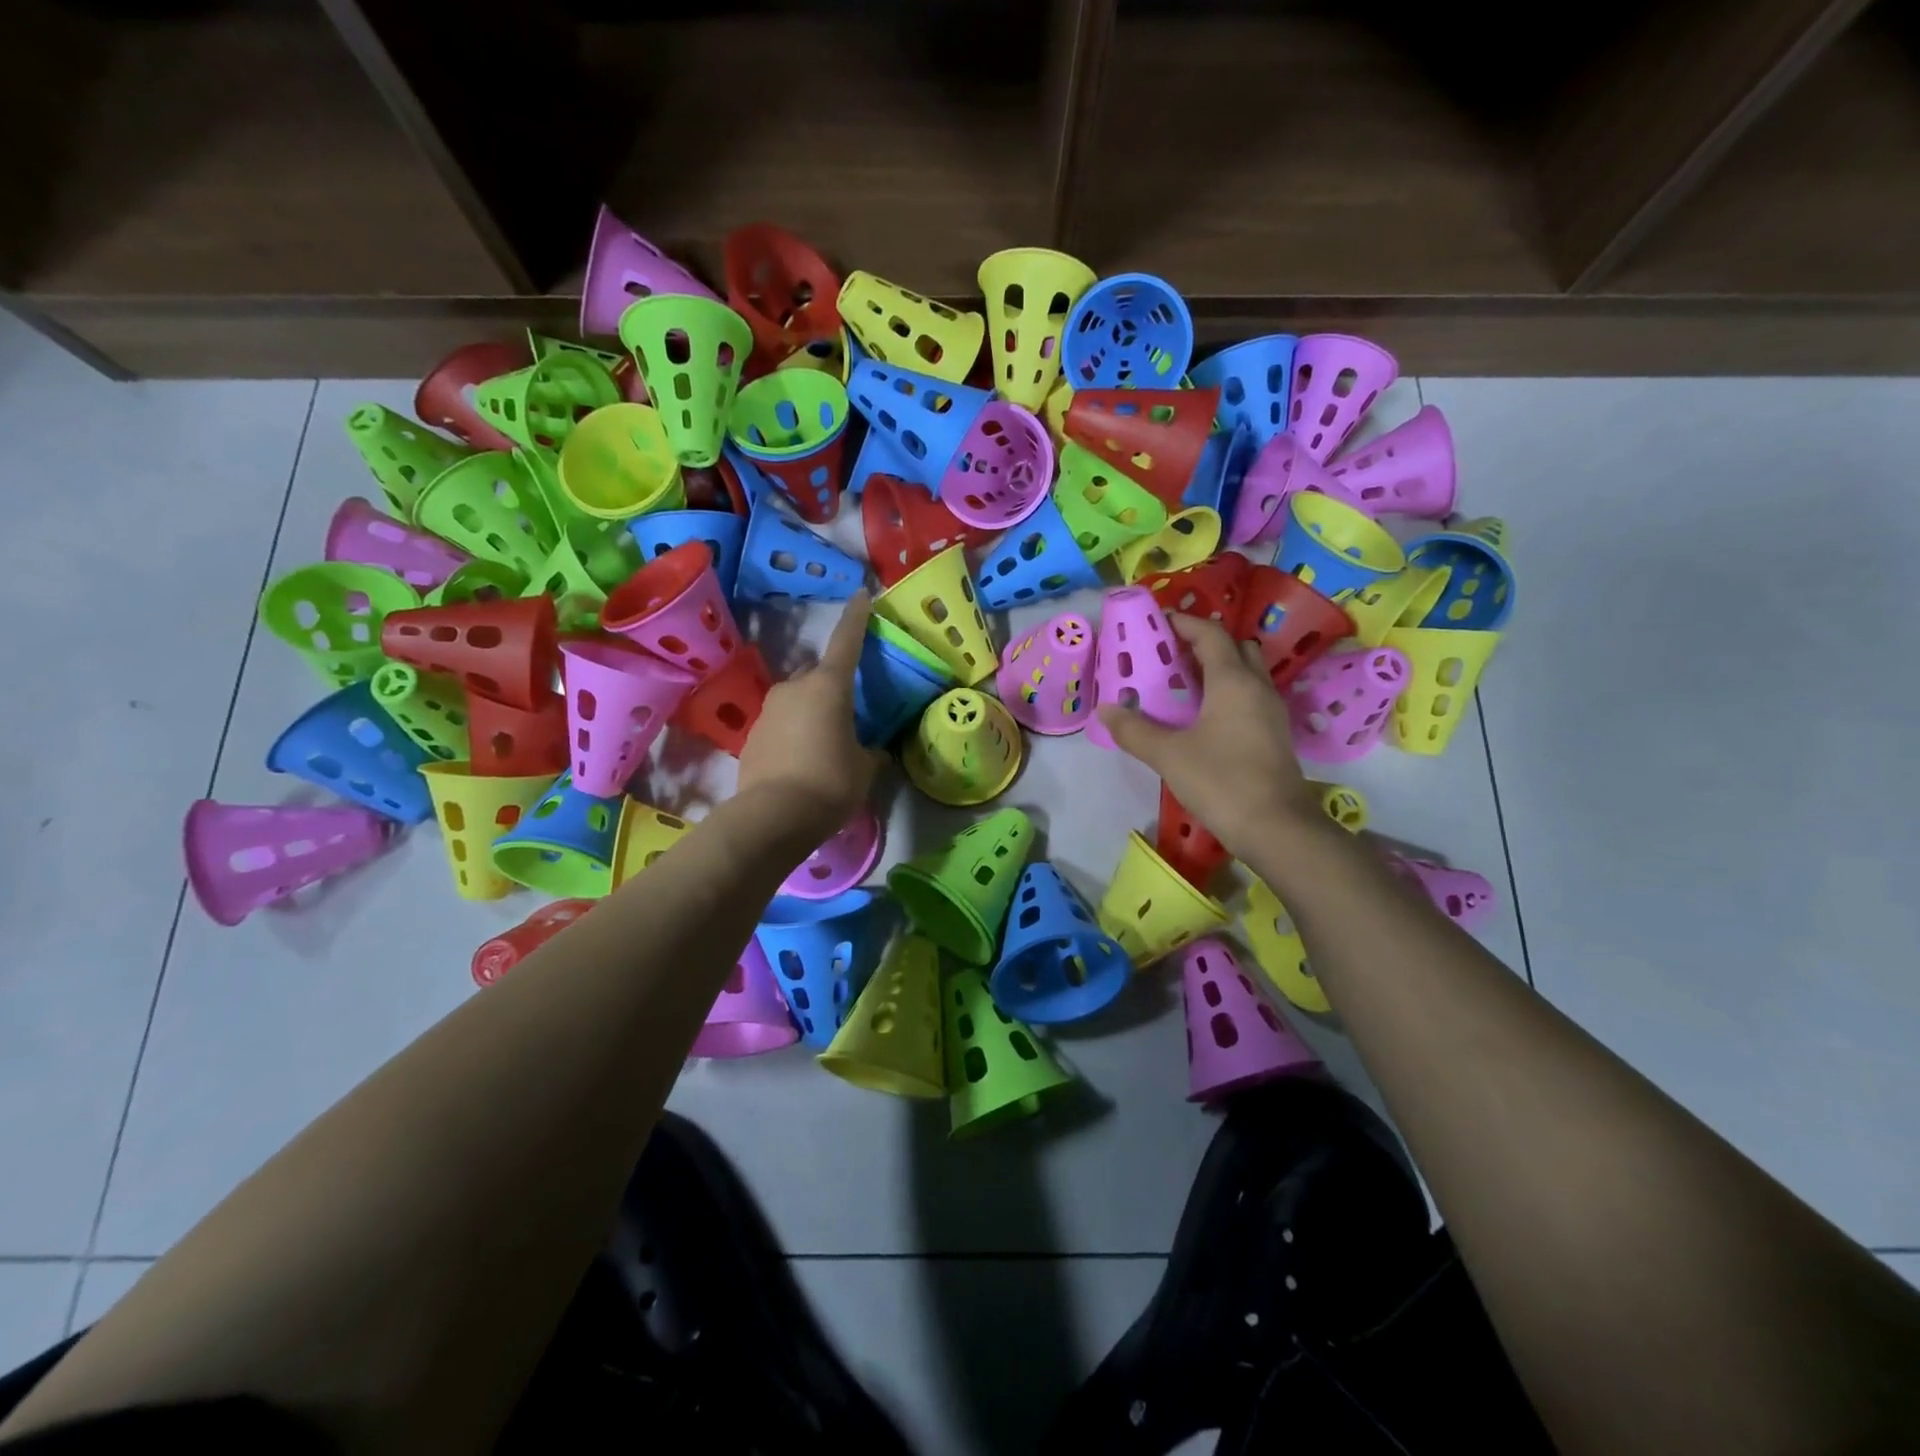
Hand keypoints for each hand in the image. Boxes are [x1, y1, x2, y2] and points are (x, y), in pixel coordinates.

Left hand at [736, 591, 885, 838]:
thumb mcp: (864, 769)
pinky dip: (793, 735)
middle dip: (832, 688)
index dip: (856, 618)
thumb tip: (873, 751)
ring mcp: (768, 711)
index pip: (846, 641)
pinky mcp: (752, 736)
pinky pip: (781, 725)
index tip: (860, 595)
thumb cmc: (830, 783)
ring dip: (811, 714)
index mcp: (828, 687)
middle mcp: (794, 689)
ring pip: (797, 701)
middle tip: (847, 715)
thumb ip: (870, 753)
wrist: (773, 817)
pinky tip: (802, 762)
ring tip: (825, 746)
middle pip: (818, 676)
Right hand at [1096, 613, 1321, 858]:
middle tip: (1170, 656)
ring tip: (1183, 685)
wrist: (1277, 828)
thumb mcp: (1169, 755)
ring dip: (1218, 669)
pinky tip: (1203, 717)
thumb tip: (1105, 710)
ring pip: (1246, 672)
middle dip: (1204, 644)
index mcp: (1233, 681)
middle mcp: (1257, 687)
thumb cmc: (1222, 781)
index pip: (1210, 634)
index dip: (1184, 623)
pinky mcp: (1274, 735)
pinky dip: (1227, 693)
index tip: (1157, 623)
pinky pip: (1250, 697)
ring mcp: (1271, 711)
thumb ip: (1135, 730)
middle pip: (1235, 648)